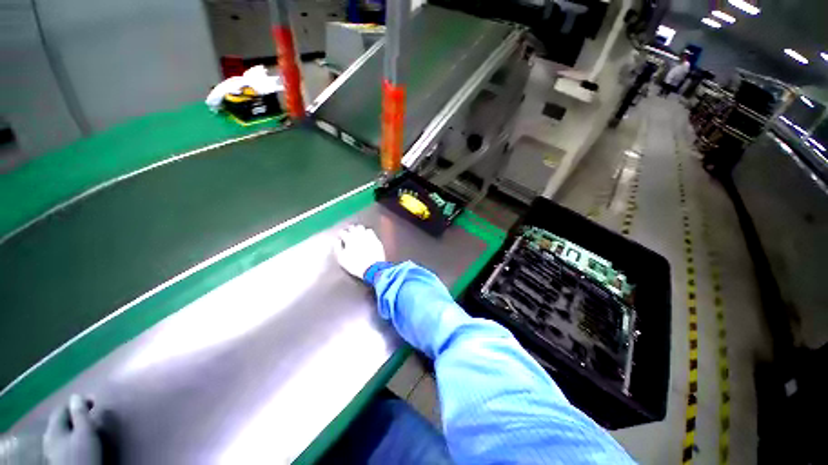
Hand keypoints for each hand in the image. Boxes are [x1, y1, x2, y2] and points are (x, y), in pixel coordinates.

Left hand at [43, 395, 101, 464]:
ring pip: (62, 431)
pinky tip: (79, 441)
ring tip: (88, 426)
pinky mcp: (58, 457)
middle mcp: (49, 435)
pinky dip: (72, 435)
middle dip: (75, 415)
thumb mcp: (85, 433)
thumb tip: (77, 396)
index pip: (63, 408)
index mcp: (53, 428)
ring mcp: (52, 448)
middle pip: (61, 420)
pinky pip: (64, 440)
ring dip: (74, 425)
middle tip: (92, 413)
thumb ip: (80, 414)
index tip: (95, 401)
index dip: (77, 402)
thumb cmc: (83, 455)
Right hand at [336, 224, 385, 279]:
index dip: (340, 234)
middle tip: (348, 233)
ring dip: (358, 229)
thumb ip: (337, 248)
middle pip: (352, 227)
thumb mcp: (341, 259)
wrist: (372, 268)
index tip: (340, 236)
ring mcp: (368, 236)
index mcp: (349, 239)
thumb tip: (337, 241)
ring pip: (361, 227)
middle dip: (349, 230)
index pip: (342, 232)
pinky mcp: (375, 238)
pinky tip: (366, 235)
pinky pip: (370, 231)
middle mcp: (358, 234)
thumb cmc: (355, 265)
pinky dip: (366, 232)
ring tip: (357, 233)